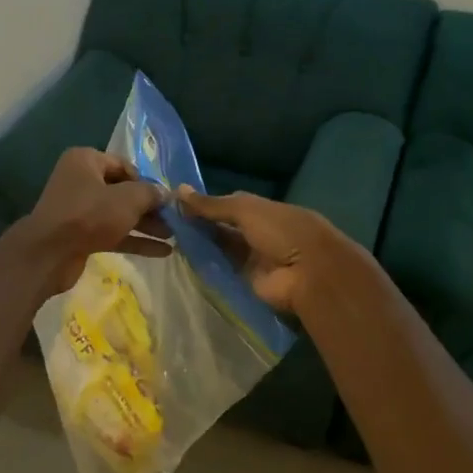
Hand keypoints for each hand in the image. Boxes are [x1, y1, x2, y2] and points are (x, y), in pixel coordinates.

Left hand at [22, 149, 171, 294]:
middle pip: (123, 191)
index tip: (166, 198)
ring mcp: (79, 210)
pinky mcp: (81, 235)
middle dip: (149, 206)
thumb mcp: (126, 199)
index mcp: (86, 161)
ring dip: (146, 225)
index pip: (124, 165)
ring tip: (174, 236)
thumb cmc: (88, 215)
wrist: (49, 254)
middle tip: (175, 219)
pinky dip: (135, 240)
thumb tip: (165, 193)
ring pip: (119, 214)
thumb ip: (149, 194)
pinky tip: (162, 252)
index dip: (147, 181)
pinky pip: (113, 233)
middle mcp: (81, 181)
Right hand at [176, 187, 332, 313]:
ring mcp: (253, 259)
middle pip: (224, 228)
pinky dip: (206, 265)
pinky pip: (223, 271)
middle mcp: (258, 233)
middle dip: (200, 225)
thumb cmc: (281, 231)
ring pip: (222, 249)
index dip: (205, 204)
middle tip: (165, 222)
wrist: (307, 274)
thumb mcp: (246, 210)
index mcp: (264, 211)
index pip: (230, 205)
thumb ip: (212, 204)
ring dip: (201, 244)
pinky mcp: (247, 281)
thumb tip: (179, 190)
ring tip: (168, 238)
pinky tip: (182, 258)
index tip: (175, 203)